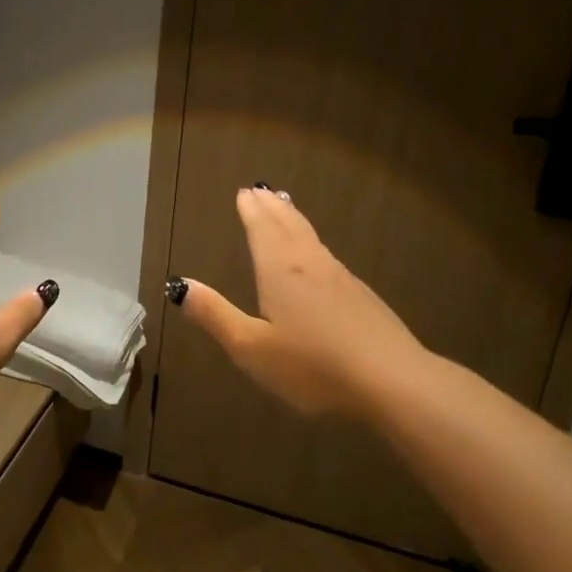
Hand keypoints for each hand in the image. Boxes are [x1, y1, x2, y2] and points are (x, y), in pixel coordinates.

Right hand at [169, 186, 427, 420]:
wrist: (392, 381)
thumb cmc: (313, 366)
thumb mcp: (252, 348)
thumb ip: (216, 316)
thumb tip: (180, 286)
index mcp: (280, 272)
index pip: (263, 230)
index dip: (251, 211)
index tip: (244, 192)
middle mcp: (311, 265)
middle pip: (289, 226)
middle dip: (272, 208)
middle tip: (261, 191)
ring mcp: (341, 279)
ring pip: (311, 239)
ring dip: (294, 219)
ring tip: (285, 208)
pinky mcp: (363, 297)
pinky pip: (328, 256)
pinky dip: (313, 243)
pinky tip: (319, 258)